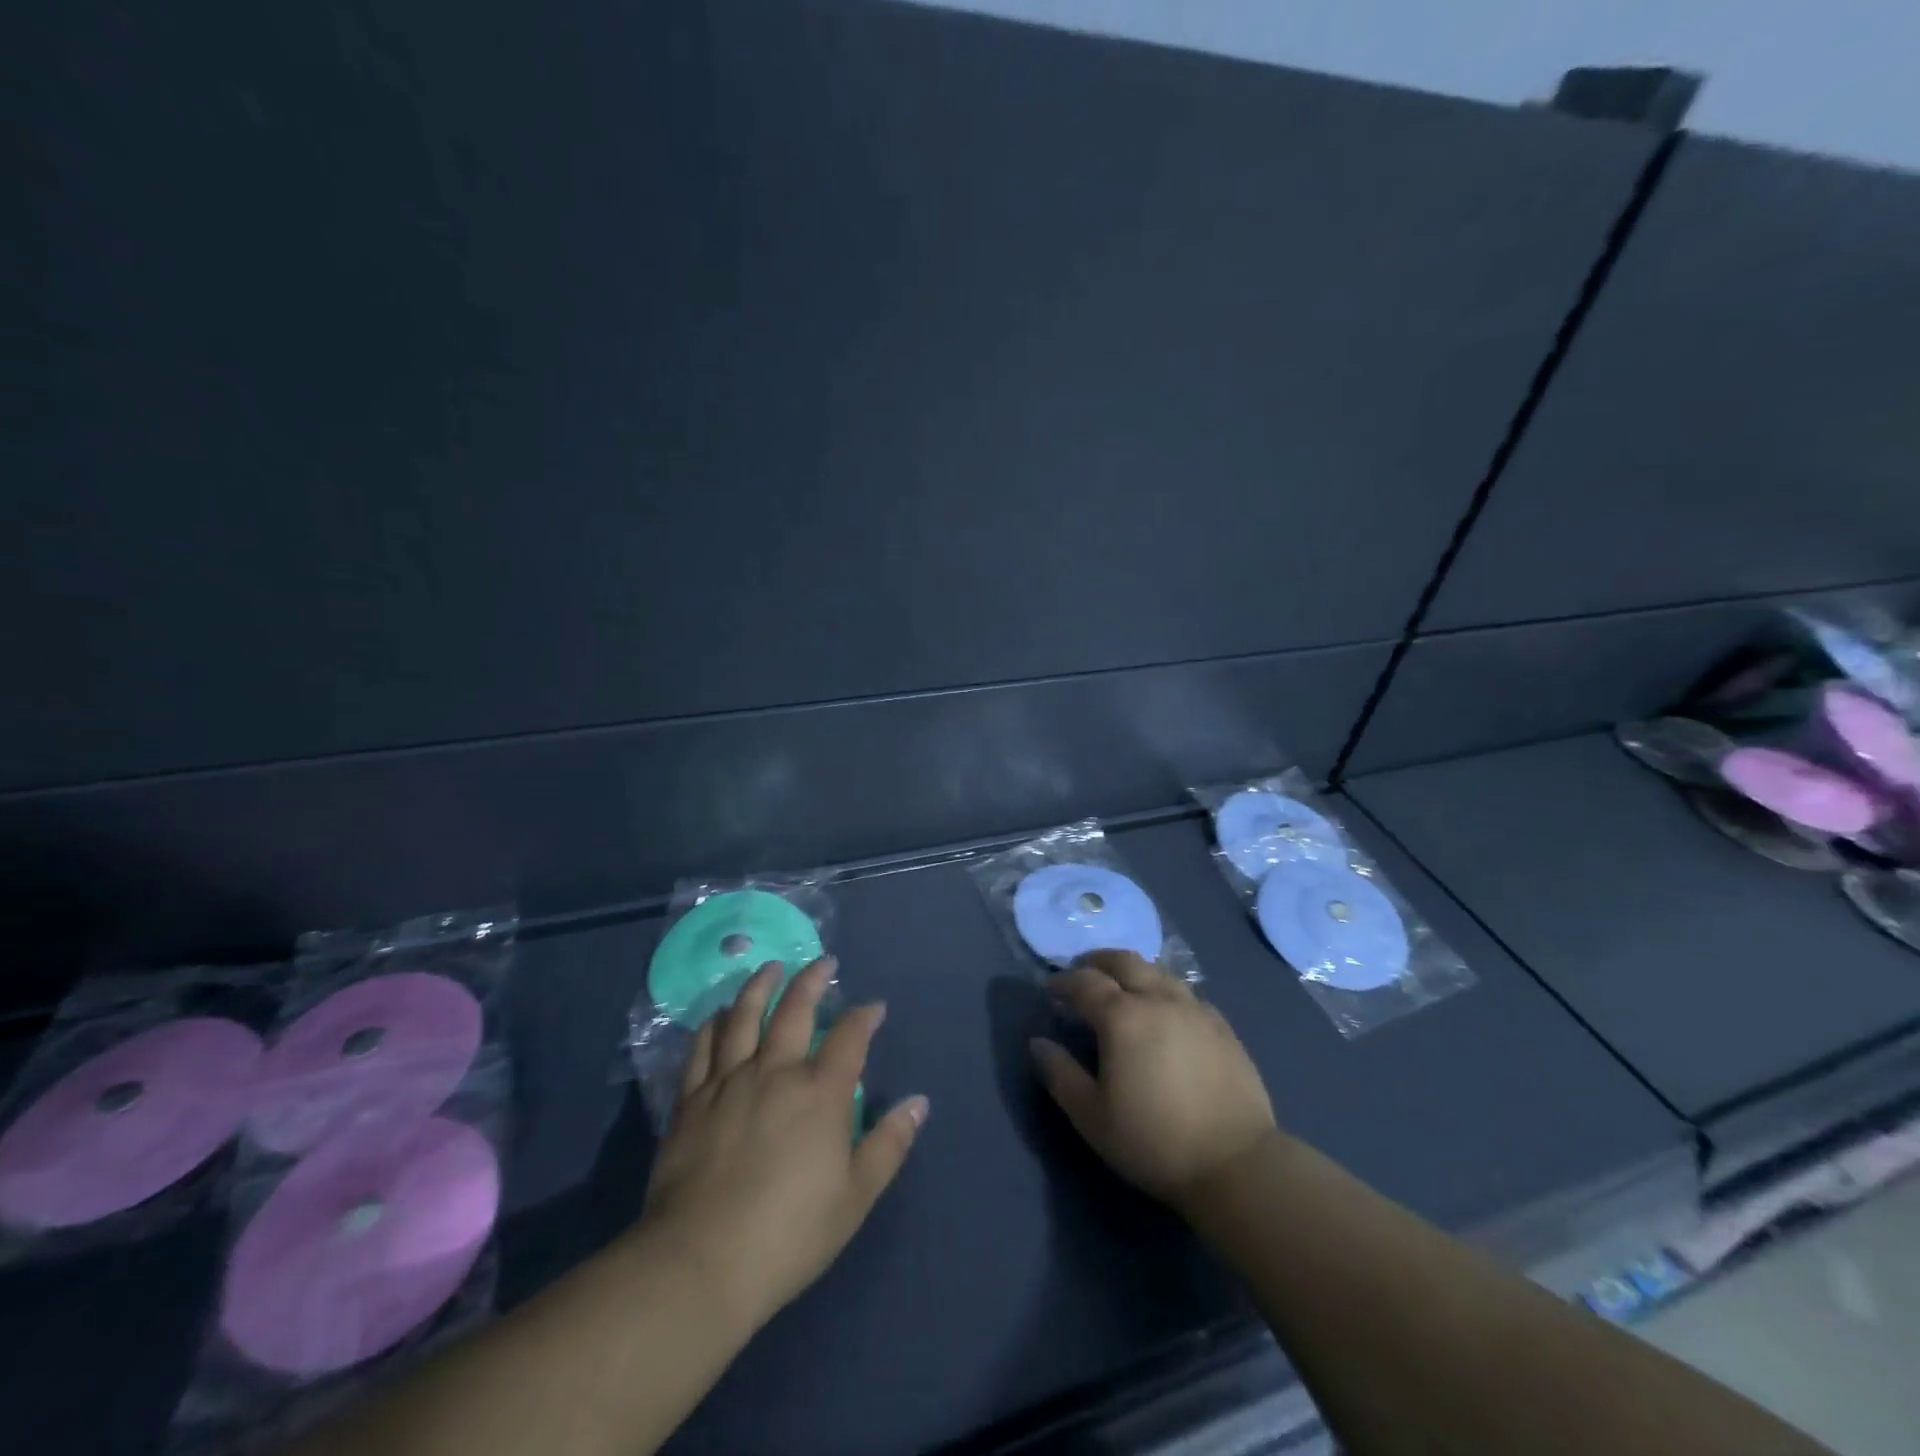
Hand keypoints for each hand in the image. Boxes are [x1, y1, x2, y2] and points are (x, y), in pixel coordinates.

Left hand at [638, 958, 927, 1328]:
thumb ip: (889, 1144)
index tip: (874, 1006)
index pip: (850, 1036)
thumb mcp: (855, 1196)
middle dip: (813, 980)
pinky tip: (719, 1014)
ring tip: (770, 968)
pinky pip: (702, 1048)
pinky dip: (714, 1024)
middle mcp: (775, 1071)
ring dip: (760, 986)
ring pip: (744, 1017)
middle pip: (795, 1010)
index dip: (865, 1016)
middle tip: (823, 962)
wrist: (700, 1263)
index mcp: (820, 1092)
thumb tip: (919, 1102)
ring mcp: (728, 1081)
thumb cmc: (789, 1234)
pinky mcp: (691, 1101)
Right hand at [1029, 950, 1275, 1213]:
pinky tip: (1165, 1012)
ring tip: (1123, 987)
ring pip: (1158, 971)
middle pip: (1124, 961)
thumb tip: (1037, 1043)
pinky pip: (1186, 994)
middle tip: (1083, 973)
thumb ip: (1060, 1074)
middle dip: (1098, 961)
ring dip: (1133, 971)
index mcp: (1122, 1016)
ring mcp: (1195, 1009)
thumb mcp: (1092, 1116)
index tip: (1050, 989)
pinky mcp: (1222, 1026)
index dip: (1063, 982)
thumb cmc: (1154, 1141)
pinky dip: (1165, 991)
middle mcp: (1158, 999)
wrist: (1236, 1164)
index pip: (1085, 982)